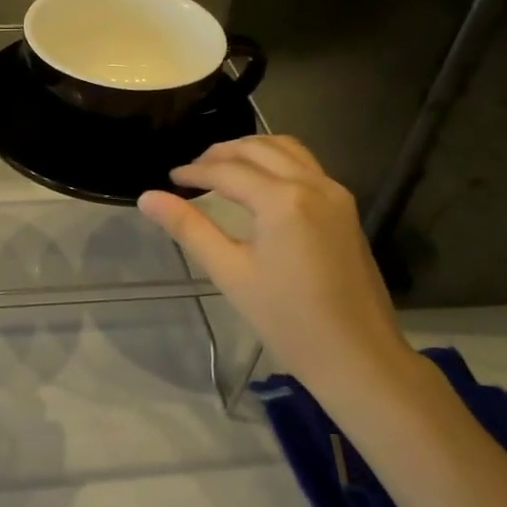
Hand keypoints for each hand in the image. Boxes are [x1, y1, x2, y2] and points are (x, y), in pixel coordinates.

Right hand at [138, 136, 415, 416]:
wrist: (359, 357)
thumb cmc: (288, 321)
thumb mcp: (231, 274)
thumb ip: (189, 228)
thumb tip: (147, 198)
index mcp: (282, 200)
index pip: (227, 171)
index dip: (194, 172)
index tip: (170, 179)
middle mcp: (312, 184)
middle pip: (258, 149)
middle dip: (221, 154)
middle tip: (192, 171)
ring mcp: (335, 193)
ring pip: (287, 149)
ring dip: (251, 150)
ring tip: (222, 169)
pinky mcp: (346, 208)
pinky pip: (306, 165)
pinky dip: (276, 161)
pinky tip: (259, 184)